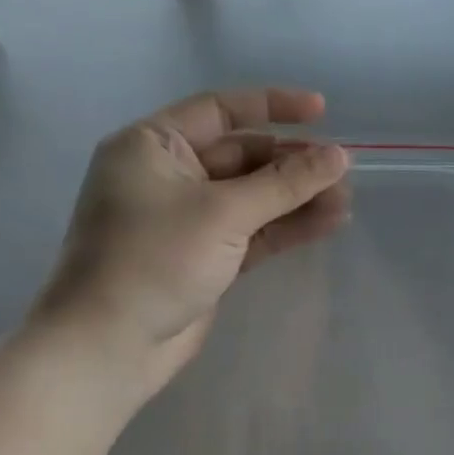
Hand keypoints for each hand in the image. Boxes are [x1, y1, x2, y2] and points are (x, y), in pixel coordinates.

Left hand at [28, 88, 349, 394]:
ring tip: (345, 202)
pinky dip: (287, 226)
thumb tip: (339, 156)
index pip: (220, 110)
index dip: (273, 106)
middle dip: (294, 164)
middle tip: (343, 171)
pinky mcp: (205, 255)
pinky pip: (253, 230)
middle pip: (243, 156)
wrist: (108, 347)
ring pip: (253, 196)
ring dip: (297, 198)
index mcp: (153, 146)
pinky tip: (328, 223)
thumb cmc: (153, 261)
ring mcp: (188, 218)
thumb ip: (285, 183)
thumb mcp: (223, 213)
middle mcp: (169, 174)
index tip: (321, 112)